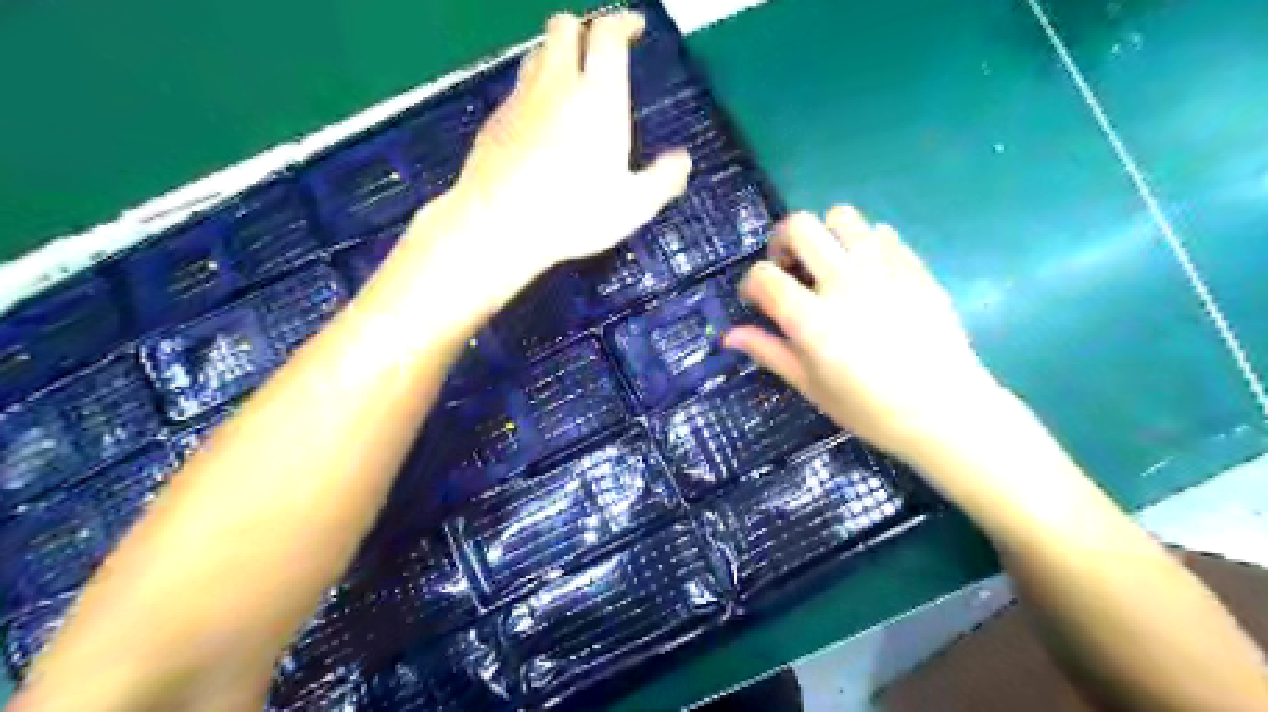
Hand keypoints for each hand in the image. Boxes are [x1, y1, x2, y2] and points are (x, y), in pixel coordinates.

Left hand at [397, 7, 688, 310]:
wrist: (500, 224)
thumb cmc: (573, 214)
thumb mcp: (632, 206)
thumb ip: (662, 180)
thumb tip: (682, 162)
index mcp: (598, 97)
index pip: (608, 34)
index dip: (623, 22)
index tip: (634, 27)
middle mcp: (558, 85)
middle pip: (565, 25)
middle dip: (585, 28)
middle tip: (600, 50)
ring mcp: (521, 98)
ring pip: (538, 52)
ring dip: (558, 54)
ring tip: (572, 80)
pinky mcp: (496, 118)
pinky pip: (519, 87)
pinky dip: (535, 88)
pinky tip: (543, 119)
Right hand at [728, 205, 1004, 466]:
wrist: (946, 410)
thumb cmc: (870, 408)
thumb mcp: (811, 386)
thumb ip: (769, 352)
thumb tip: (729, 336)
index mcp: (812, 319)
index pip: (764, 276)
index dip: (750, 284)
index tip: (756, 299)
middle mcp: (843, 282)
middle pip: (799, 226)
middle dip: (781, 242)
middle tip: (789, 269)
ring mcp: (882, 268)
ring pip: (841, 216)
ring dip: (824, 234)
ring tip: (828, 264)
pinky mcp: (913, 265)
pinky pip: (880, 232)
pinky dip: (863, 244)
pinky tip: (867, 274)